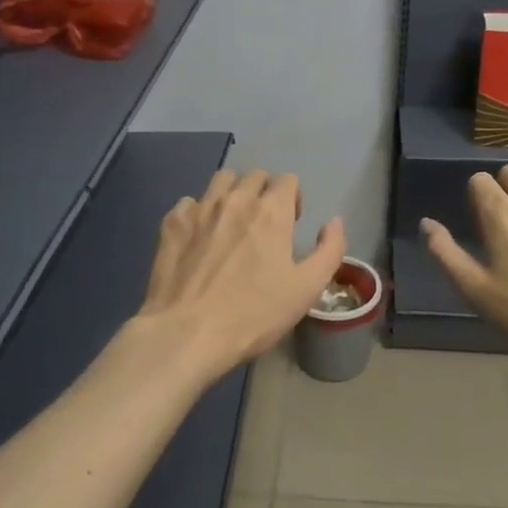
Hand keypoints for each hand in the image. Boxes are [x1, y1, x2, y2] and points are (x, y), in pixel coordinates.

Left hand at [135, 168, 347, 383]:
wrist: (187, 332)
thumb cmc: (254, 314)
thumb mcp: (307, 289)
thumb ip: (330, 250)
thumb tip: (334, 222)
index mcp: (271, 211)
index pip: (288, 180)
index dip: (293, 199)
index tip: (290, 224)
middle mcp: (236, 199)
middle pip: (255, 175)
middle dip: (264, 192)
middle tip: (263, 224)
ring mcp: (200, 208)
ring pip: (221, 180)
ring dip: (233, 193)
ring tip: (232, 222)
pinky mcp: (172, 223)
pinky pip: (190, 202)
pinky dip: (199, 212)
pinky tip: (199, 237)